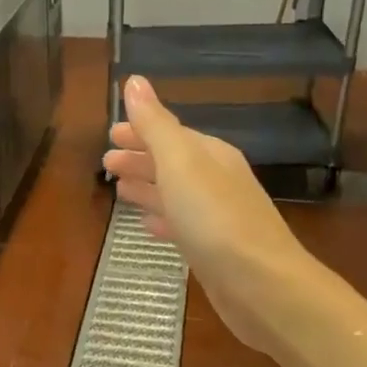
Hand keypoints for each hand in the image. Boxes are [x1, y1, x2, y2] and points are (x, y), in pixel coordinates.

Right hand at [103, 76, 307, 352]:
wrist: (260, 285)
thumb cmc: (215, 218)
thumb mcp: (180, 163)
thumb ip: (155, 124)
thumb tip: (135, 81)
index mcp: (210, 155)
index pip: (170, 133)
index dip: (140, 131)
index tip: (110, 133)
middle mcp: (216, 181)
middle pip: (172, 162)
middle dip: (140, 158)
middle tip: (106, 161)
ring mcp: (216, 217)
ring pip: (174, 193)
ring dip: (147, 187)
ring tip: (119, 189)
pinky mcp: (212, 250)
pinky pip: (180, 224)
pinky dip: (161, 219)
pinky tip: (147, 225)